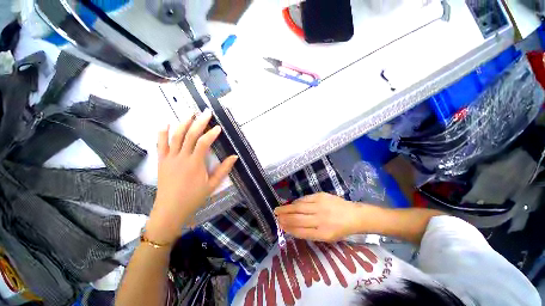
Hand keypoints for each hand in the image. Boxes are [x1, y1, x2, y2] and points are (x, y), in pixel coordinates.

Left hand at [146, 109, 237, 244]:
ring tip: (190, 113)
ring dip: (183, 123)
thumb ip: (224, 169)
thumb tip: (235, 156)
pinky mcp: (162, 161)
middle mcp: (181, 157)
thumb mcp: (212, 184)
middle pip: (190, 135)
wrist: (170, 209)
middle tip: (206, 112)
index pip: (204, 142)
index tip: (218, 127)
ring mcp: (169, 158)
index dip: (211, 133)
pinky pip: (161, 143)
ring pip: (175, 136)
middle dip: (199, 122)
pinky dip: (163, 132)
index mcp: (195, 163)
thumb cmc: (194, 197)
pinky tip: (167, 123)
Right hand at [274, 192, 363, 241]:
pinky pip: (304, 199)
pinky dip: (296, 202)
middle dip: (284, 217)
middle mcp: (321, 219)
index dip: (288, 228)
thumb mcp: (326, 237)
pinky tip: (291, 204)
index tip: (280, 225)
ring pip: (299, 207)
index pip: (300, 231)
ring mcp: (320, 206)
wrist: (353, 215)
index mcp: (323, 233)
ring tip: (278, 209)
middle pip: (297, 218)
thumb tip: (292, 227)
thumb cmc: (339, 229)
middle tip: (275, 216)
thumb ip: (309, 232)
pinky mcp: (320, 196)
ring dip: (287, 208)